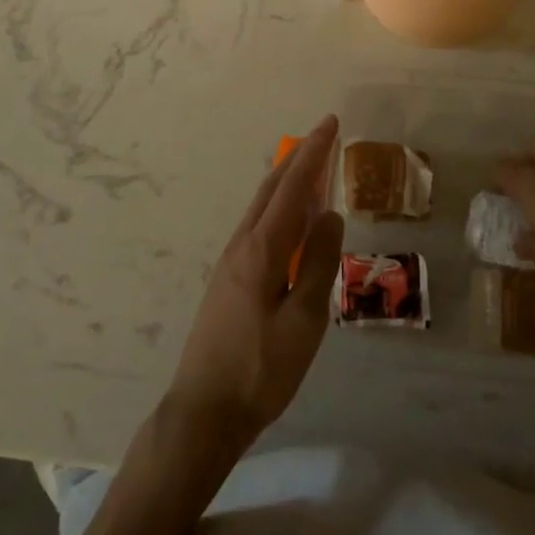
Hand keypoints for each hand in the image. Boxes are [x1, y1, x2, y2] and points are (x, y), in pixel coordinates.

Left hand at [167, 117, 344, 447]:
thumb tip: (329, 214)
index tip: (330, 123)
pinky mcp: (227, 279)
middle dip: (298, 159)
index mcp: (262, 249)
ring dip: (286, 182)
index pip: (292, 187)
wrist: (204, 411)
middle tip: (323, 137)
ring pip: (261, 206)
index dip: (314, 153)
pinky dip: (277, 208)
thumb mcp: (304, 321)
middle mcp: (242, 244)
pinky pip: (257, 226)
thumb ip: (319, 263)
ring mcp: (230, 261)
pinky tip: (289, 223)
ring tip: (310, 171)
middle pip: (271, 188)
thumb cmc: (261, 369)